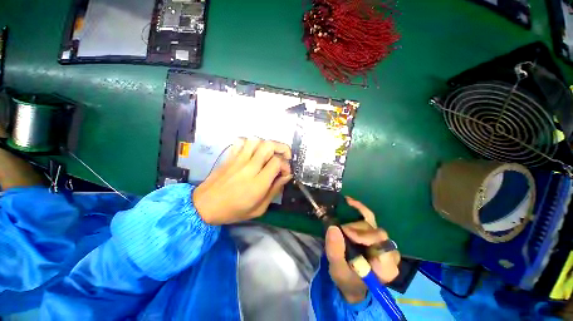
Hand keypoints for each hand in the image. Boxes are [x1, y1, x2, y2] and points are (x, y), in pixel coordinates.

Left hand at [193, 138, 292, 224]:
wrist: (204, 206)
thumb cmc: (233, 211)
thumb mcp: (259, 209)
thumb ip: (275, 190)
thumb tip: (286, 175)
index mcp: (258, 183)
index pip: (277, 162)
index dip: (286, 165)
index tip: (285, 172)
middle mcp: (249, 168)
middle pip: (269, 145)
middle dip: (281, 148)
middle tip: (283, 157)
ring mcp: (238, 160)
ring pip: (256, 140)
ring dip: (267, 145)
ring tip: (268, 155)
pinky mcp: (230, 157)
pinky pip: (241, 141)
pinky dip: (250, 143)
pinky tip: (252, 152)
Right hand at [325, 197, 400, 302]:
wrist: (351, 282)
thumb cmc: (347, 279)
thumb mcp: (338, 270)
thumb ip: (335, 251)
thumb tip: (333, 227)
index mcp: (386, 266)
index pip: (382, 244)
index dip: (364, 235)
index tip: (346, 234)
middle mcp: (389, 251)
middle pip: (375, 231)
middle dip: (356, 230)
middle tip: (340, 231)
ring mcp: (382, 240)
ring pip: (370, 223)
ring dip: (353, 223)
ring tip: (341, 228)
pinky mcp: (374, 233)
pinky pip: (369, 216)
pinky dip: (358, 208)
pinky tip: (349, 201)